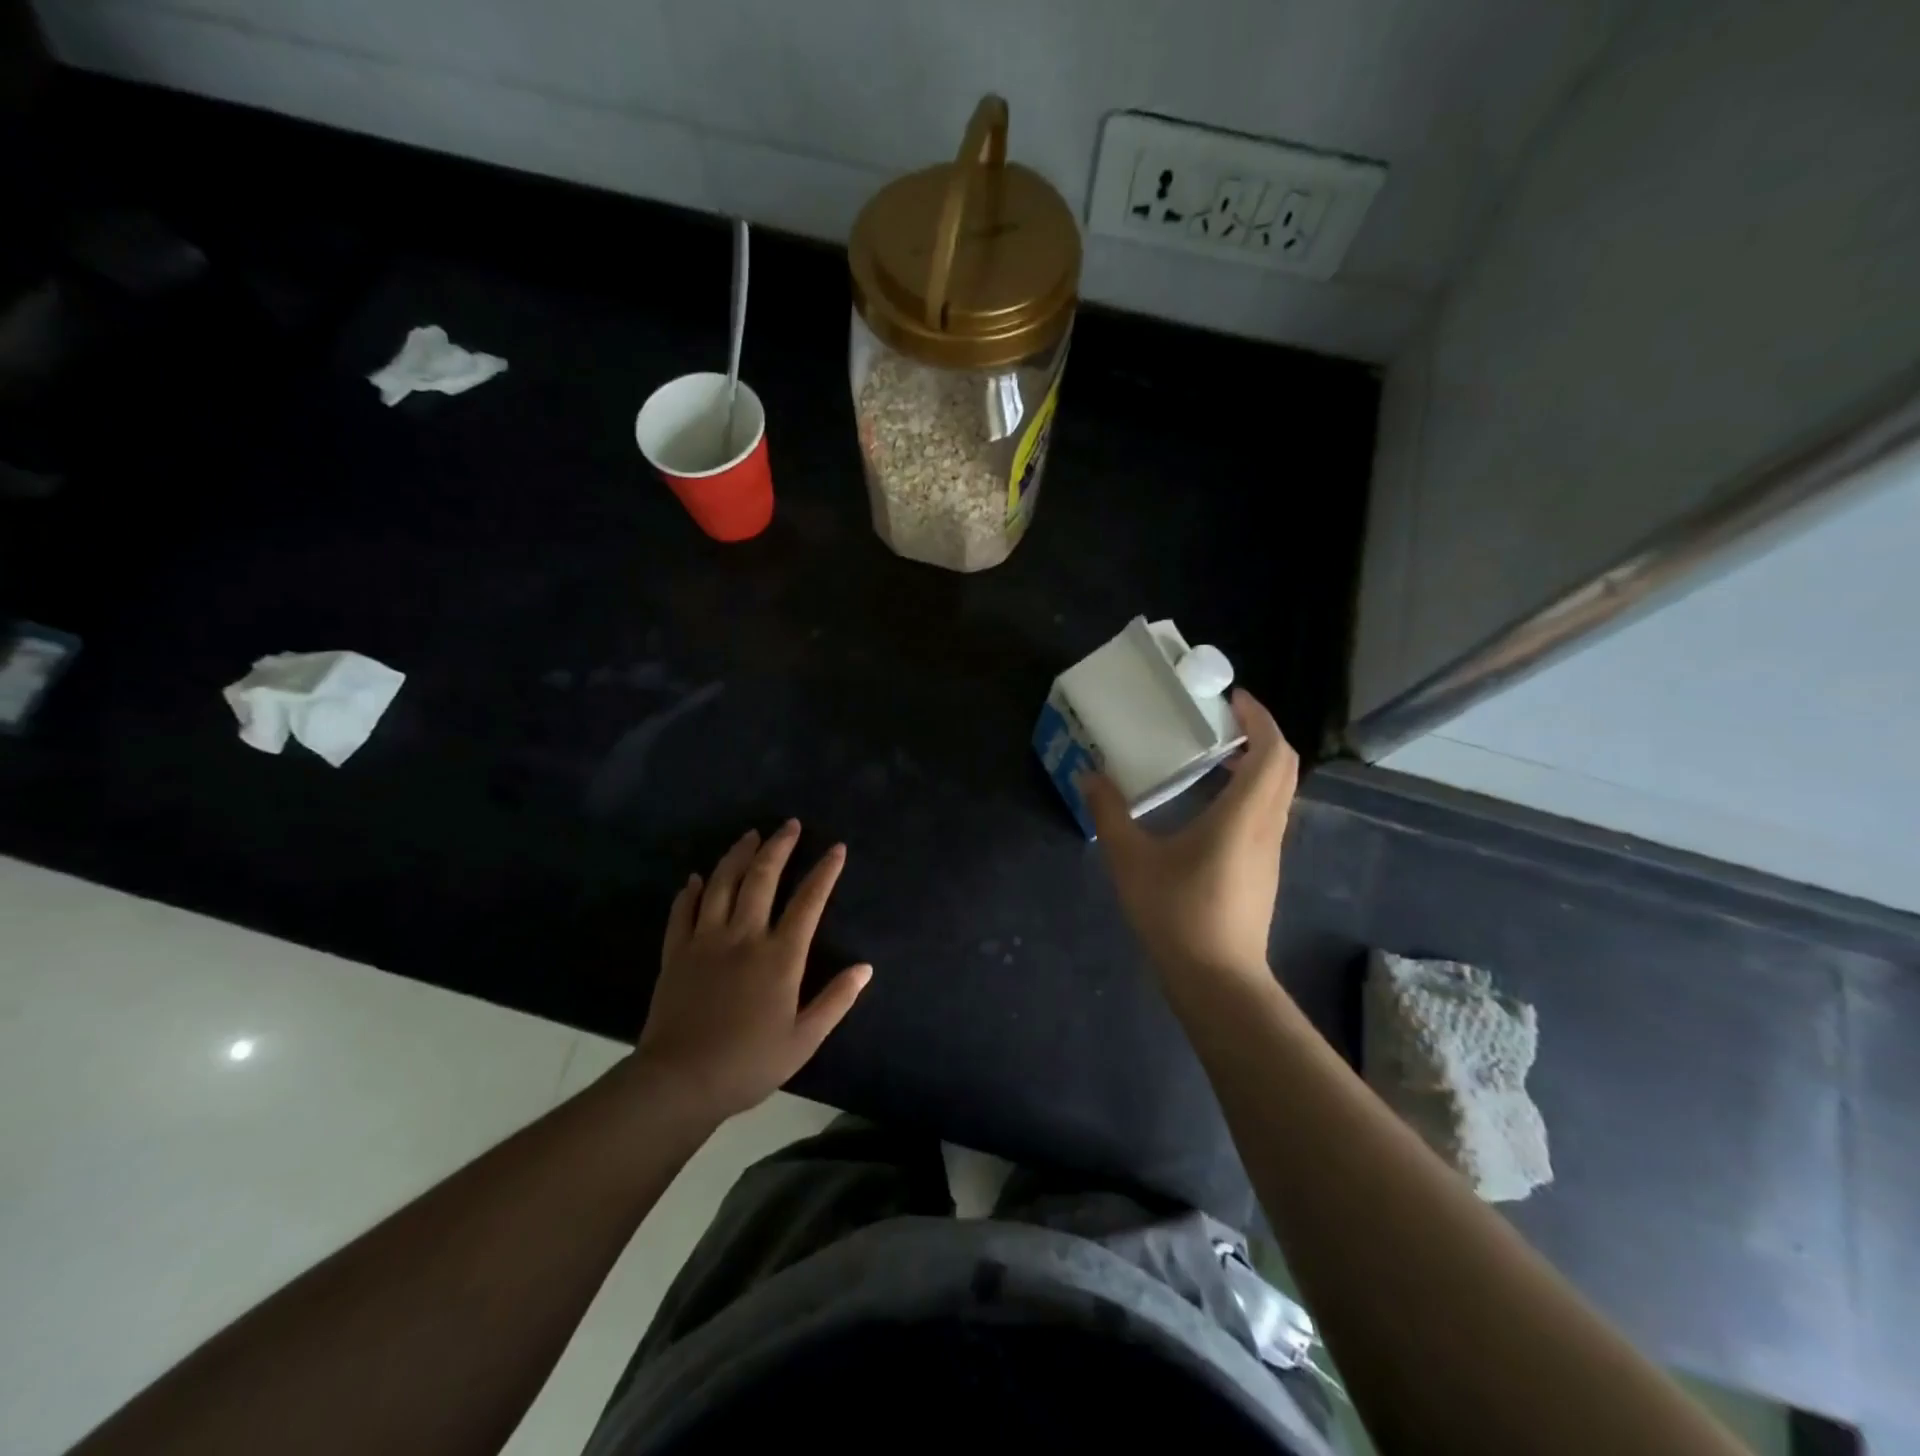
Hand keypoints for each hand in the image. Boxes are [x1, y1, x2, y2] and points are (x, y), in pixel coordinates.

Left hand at [633, 821, 871, 1121]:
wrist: (679, 1082)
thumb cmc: (748, 1063)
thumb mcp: (803, 1039)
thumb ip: (836, 1000)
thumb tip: (865, 968)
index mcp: (779, 956)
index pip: (808, 902)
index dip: (825, 872)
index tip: (837, 848)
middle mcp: (744, 936)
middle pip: (762, 878)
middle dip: (779, 847)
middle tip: (790, 825)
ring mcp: (705, 941)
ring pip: (722, 884)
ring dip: (737, 855)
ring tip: (750, 835)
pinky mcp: (676, 953)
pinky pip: (683, 912)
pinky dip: (691, 891)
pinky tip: (696, 878)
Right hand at [1082, 690, 1299, 993]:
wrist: (1217, 980)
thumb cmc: (1176, 914)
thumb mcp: (1131, 861)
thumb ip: (1110, 813)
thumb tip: (1089, 775)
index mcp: (1242, 815)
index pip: (1272, 751)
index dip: (1260, 718)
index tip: (1231, 699)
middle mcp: (1266, 826)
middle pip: (1284, 766)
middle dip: (1262, 734)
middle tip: (1223, 720)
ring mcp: (1270, 851)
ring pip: (1279, 791)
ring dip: (1258, 763)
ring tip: (1215, 754)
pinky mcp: (1264, 870)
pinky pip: (1269, 813)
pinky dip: (1252, 791)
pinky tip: (1213, 804)